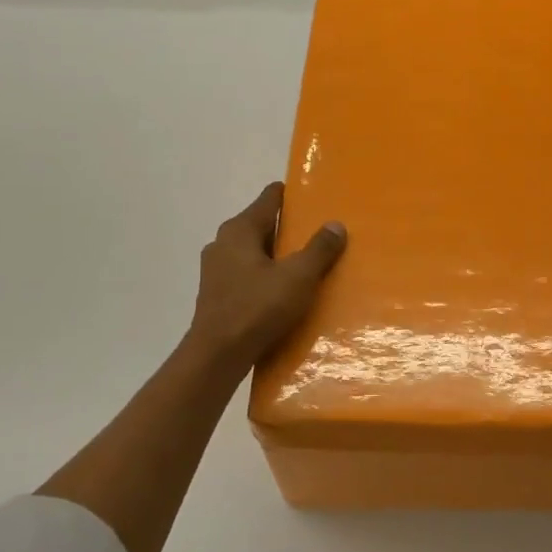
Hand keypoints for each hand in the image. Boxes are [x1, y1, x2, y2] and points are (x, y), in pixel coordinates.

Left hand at [183, 182, 346, 377]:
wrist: (217, 356)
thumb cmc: (257, 308)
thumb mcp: (298, 277)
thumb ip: (319, 249)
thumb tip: (336, 224)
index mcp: (240, 230)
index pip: (269, 198)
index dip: (292, 196)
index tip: (314, 198)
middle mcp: (223, 243)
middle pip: (262, 225)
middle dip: (288, 229)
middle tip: (318, 235)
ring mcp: (216, 270)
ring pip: (254, 252)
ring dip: (277, 255)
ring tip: (306, 264)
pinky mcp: (217, 294)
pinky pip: (247, 275)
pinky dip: (265, 276)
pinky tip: (284, 291)